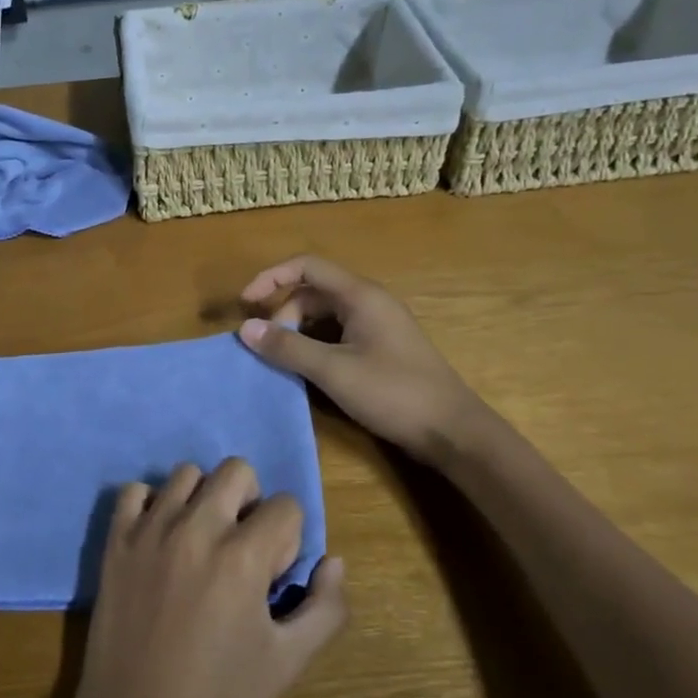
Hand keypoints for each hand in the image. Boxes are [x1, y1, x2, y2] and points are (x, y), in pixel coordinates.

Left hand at [66, 459, 345, 697]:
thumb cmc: (218, 697)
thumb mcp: (288, 662)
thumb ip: (325, 608)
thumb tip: (334, 560)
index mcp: (243, 556)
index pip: (286, 506)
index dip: (289, 538)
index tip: (272, 573)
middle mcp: (197, 528)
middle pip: (237, 470)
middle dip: (251, 501)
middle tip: (242, 545)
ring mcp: (151, 529)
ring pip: (186, 473)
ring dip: (203, 497)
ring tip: (201, 539)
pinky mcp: (117, 539)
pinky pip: (135, 490)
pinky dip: (151, 503)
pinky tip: (160, 535)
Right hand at [237, 255, 482, 464]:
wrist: (452, 431)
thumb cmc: (393, 393)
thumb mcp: (333, 370)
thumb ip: (288, 347)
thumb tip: (245, 328)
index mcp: (360, 295)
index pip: (306, 267)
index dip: (271, 278)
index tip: (246, 303)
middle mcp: (369, 302)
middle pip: (313, 291)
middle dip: (284, 313)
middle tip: (270, 348)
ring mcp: (377, 325)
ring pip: (325, 315)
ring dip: (298, 331)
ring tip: (284, 360)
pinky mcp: (381, 347)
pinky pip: (338, 333)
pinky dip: (315, 344)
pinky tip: (309, 370)